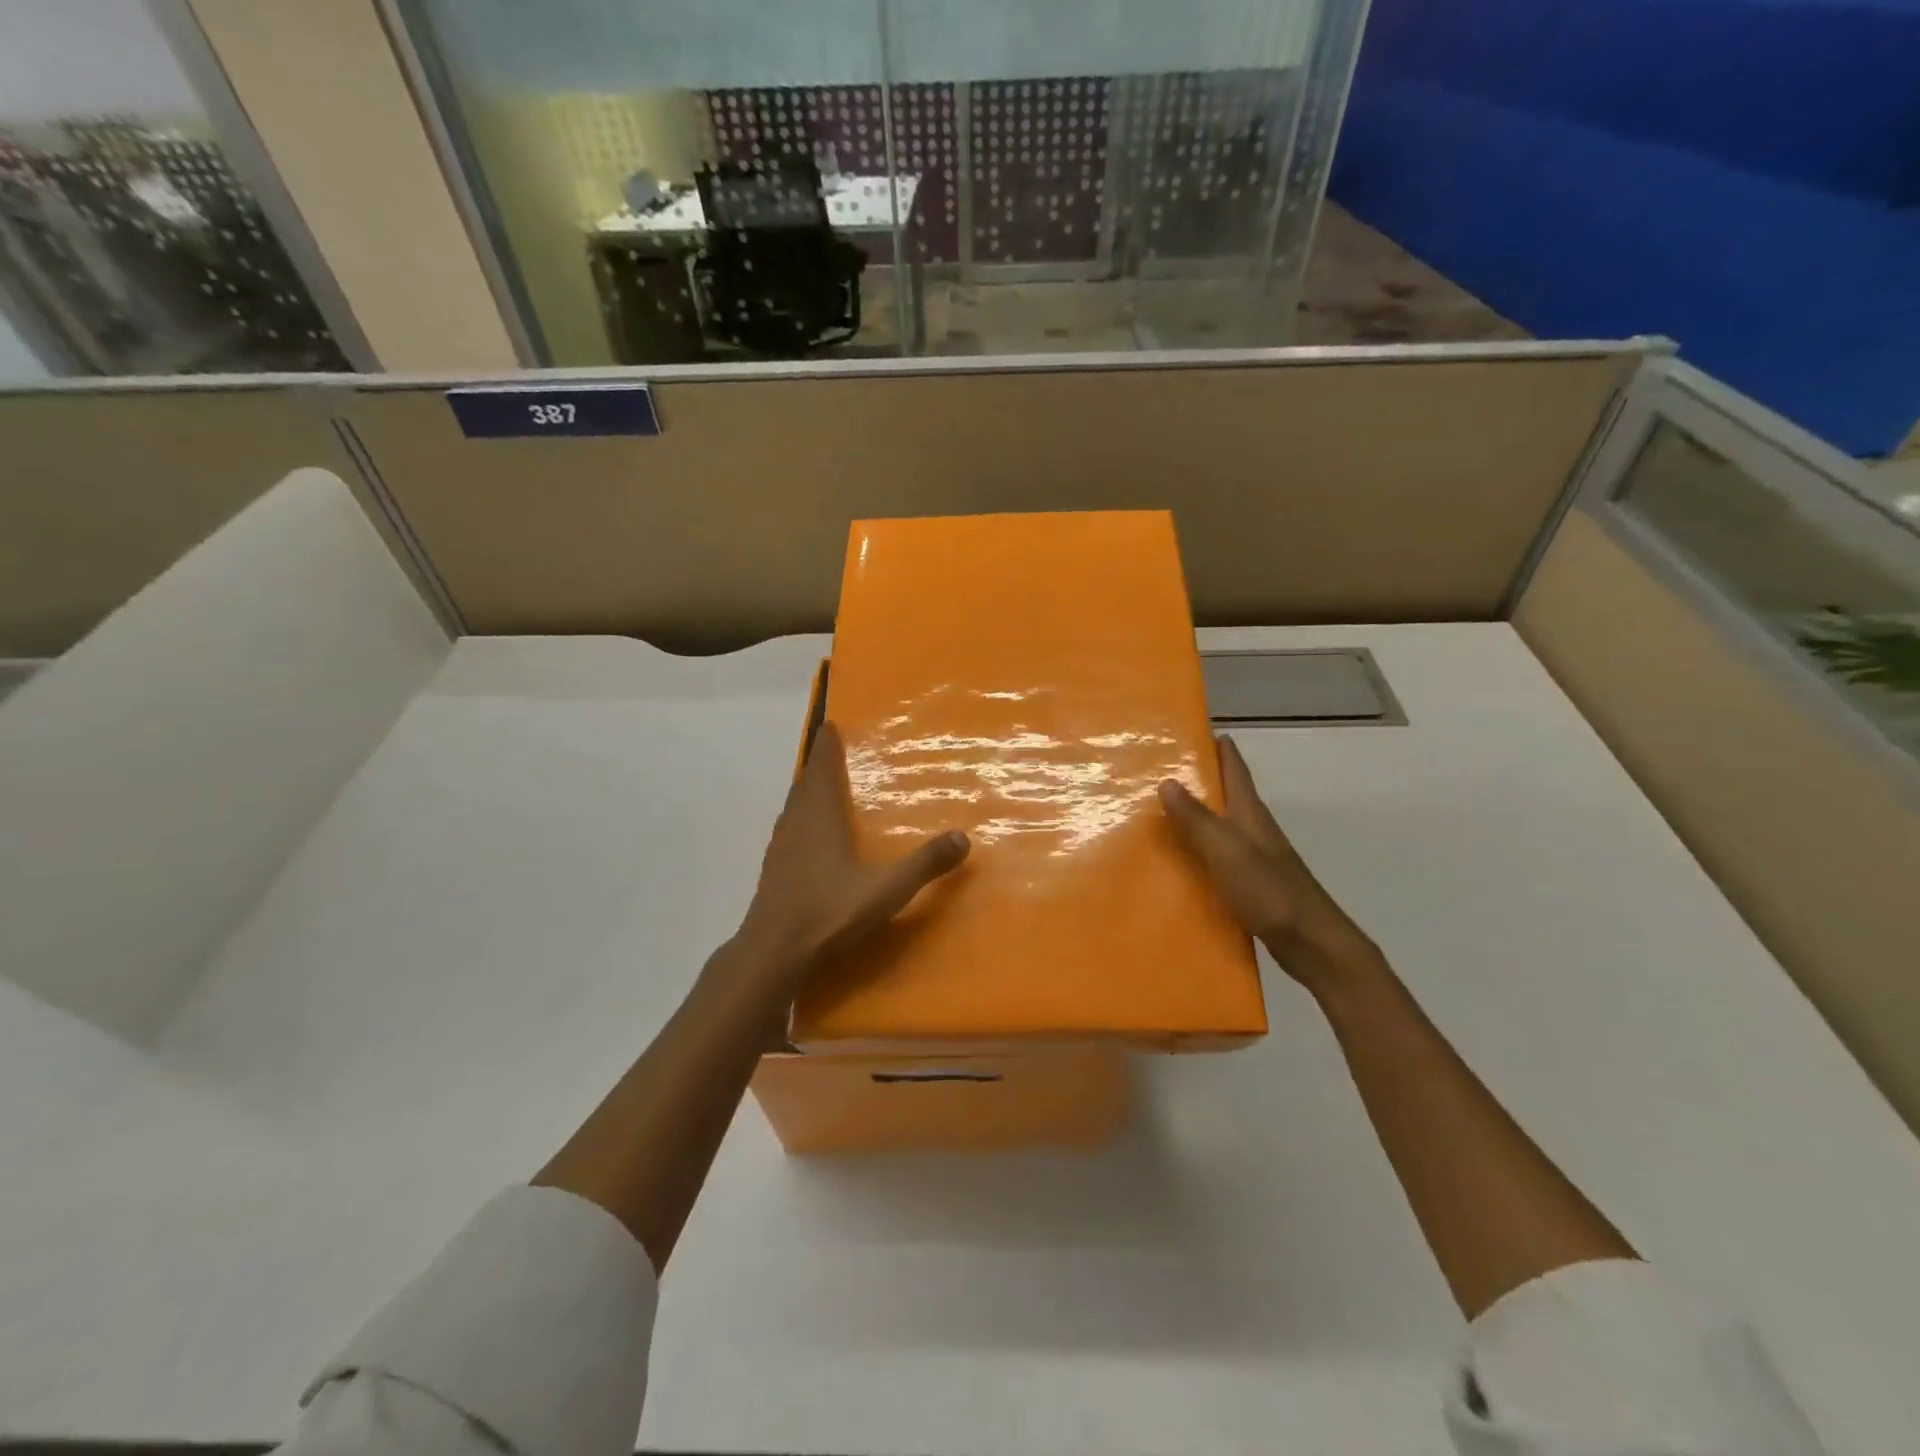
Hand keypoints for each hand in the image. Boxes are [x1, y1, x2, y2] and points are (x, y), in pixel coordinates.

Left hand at [732, 722, 969, 989]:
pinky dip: (799, 818)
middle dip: (818, 765)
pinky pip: (789, 830)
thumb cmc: (829, 910)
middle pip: (806, 784)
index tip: (829, 726)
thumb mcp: (886, 889)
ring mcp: (780, 847)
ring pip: (794, 807)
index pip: (823, 770)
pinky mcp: (773, 870)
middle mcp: (797, 824)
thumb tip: (963, 837)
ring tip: (820, 788)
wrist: (773, 950)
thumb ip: (924, 864)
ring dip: (806, 792)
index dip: (826, 747)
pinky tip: (808, 836)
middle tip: (830, 751)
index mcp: (821, 817)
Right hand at [1158, 734, 1373, 984]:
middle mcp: (1254, 829)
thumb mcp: (1227, 850)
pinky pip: (1218, 856)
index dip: (1219, 748)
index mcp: (1250, 814)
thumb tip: (1167, 781)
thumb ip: (1197, 818)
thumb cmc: (1270, 891)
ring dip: (1196, 815)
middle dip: (1199, 779)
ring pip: (1220, 825)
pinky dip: (1198, 850)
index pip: (1235, 769)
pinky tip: (1179, 862)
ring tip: (1160, 812)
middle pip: (1226, 795)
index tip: (1195, 729)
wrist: (1311, 943)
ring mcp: (1255, 857)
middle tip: (1161, 769)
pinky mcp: (1251, 883)